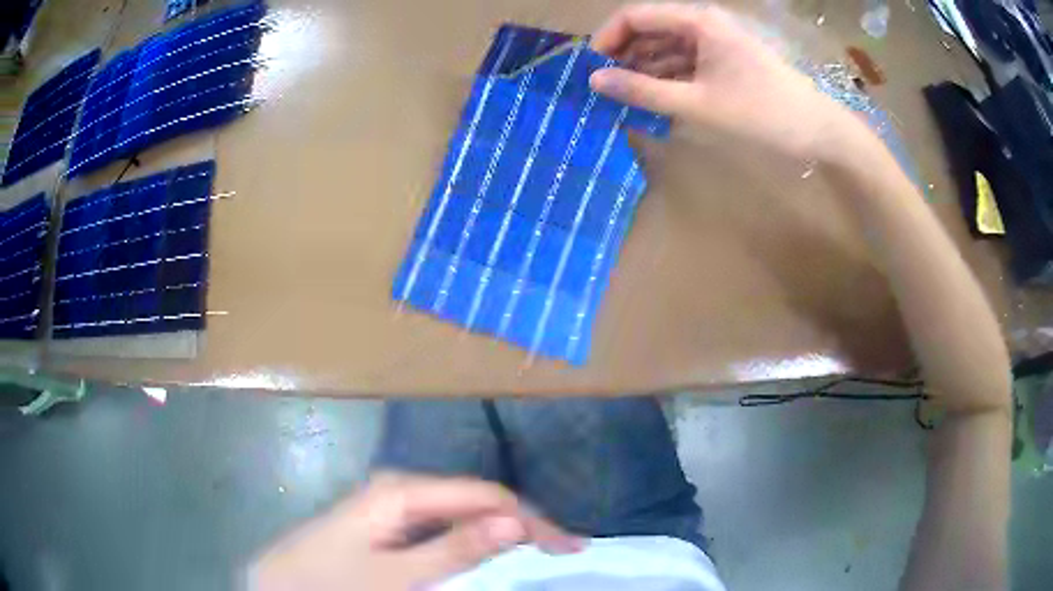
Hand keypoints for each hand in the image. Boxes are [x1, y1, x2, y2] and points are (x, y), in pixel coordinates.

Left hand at [249, 472, 581, 590]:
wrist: (279, 584)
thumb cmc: (332, 580)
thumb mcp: (396, 576)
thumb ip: (454, 549)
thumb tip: (516, 520)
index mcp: (403, 491)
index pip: (486, 496)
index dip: (532, 520)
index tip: (570, 548)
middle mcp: (403, 488)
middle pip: (478, 500)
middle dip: (523, 524)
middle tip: (563, 553)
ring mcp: (396, 504)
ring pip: (464, 513)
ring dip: (502, 533)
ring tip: (540, 554)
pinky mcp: (391, 522)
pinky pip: (445, 527)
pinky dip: (475, 541)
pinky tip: (493, 552)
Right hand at [589, 3, 871, 160]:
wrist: (816, 130)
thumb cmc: (760, 112)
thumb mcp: (697, 103)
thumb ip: (643, 91)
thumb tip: (595, 82)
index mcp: (697, 21)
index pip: (636, 15)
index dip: (607, 38)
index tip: (590, 68)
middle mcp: (703, 23)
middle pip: (650, 29)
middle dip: (624, 55)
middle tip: (605, 87)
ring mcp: (716, 42)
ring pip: (667, 47)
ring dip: (644, 68)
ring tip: (625, 96)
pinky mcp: (725, 60)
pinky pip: (686, 61)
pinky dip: (668, 77)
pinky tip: (655, 97)